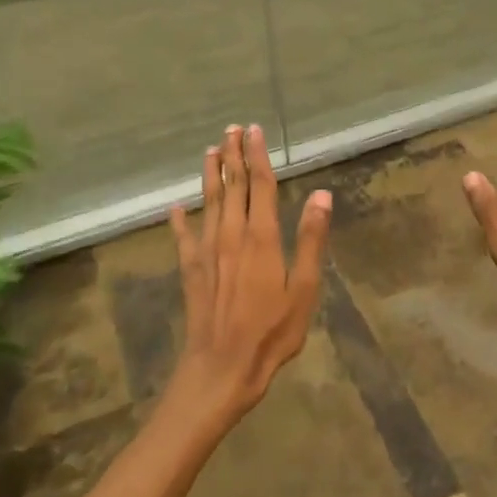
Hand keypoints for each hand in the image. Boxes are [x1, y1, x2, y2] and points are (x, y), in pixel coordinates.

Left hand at [167, 124, 330, 425]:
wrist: (221, 368)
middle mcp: (231, 235)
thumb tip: (320, 194)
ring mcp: (207, 252)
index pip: (259, 184)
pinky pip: (183, 237)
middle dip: (232, 155)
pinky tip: (175, 207)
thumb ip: (310, 240)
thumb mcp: (303, 289)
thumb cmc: (271, 331)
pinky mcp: (191, 270)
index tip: (254, 130)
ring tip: (210, 150)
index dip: (257, 155)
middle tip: (232, 128)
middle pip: (232, 186)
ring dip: (210, 175)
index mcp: (261, 237)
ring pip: (209, 203)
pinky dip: (180, 220)